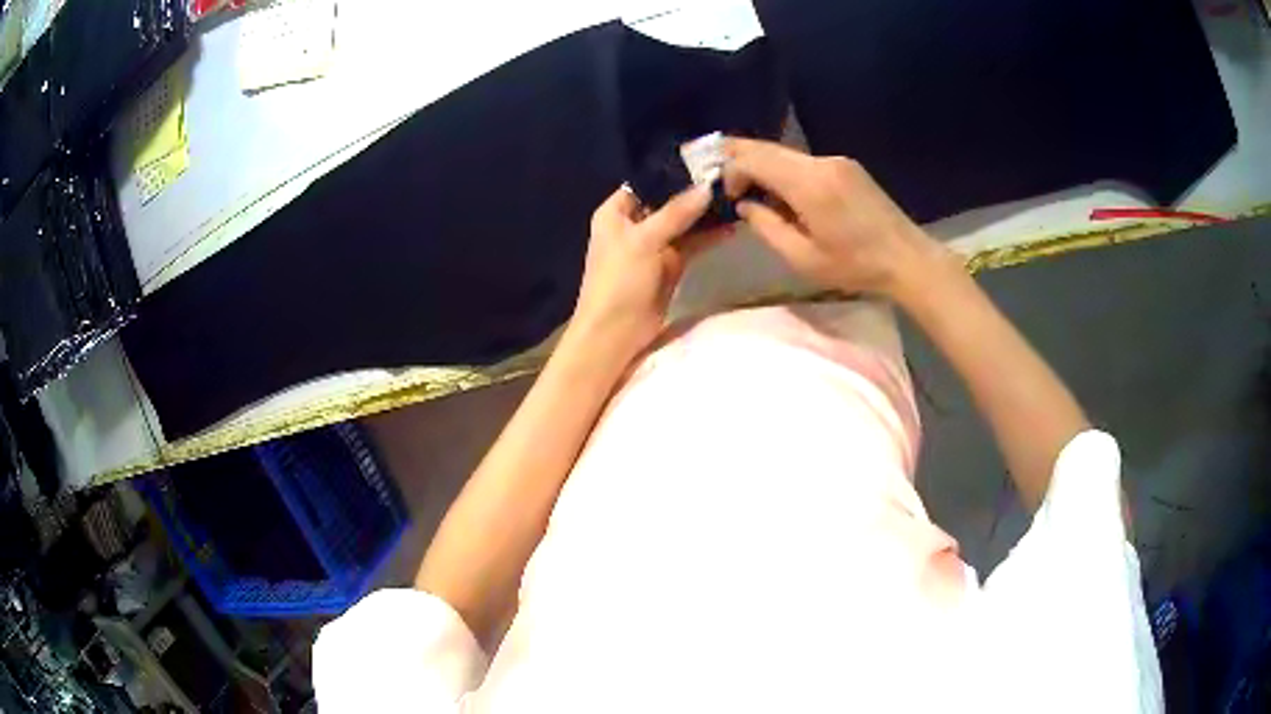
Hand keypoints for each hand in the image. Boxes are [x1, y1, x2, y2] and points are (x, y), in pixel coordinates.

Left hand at [570, 183, 722, 358]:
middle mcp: (634, 224)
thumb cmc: (618, 280)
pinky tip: (732, 225)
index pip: (646, 181)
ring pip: (683, 223)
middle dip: (695, 192)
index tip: (706, 161)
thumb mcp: (644, 240)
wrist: (615, 333)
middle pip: (668, 201)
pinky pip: (692, 244)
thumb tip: (707, 187)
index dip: (673, 172)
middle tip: (730, 177)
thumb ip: (676, 212)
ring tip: (737, 196)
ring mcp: (654, 245)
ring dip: (706, 214)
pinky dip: (709, 236)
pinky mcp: (670, 265)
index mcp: (616, 212)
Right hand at [724, 137, 942, 302]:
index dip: (732, 171)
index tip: (729, 196)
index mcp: (809, 185)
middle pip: (768, 148)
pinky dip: (785, 170)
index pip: (754, 159)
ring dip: (763, 165)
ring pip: (786, 153)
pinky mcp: (847, 166)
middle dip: (740, 158)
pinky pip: (804, 161)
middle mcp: (821, 162)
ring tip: (750, 187)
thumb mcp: (803, 258)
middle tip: (720, 175)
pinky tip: (784, 192)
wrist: (906, 258)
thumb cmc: (855, 266)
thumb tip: (745, 206)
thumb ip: (767, 228)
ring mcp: (836, 161)